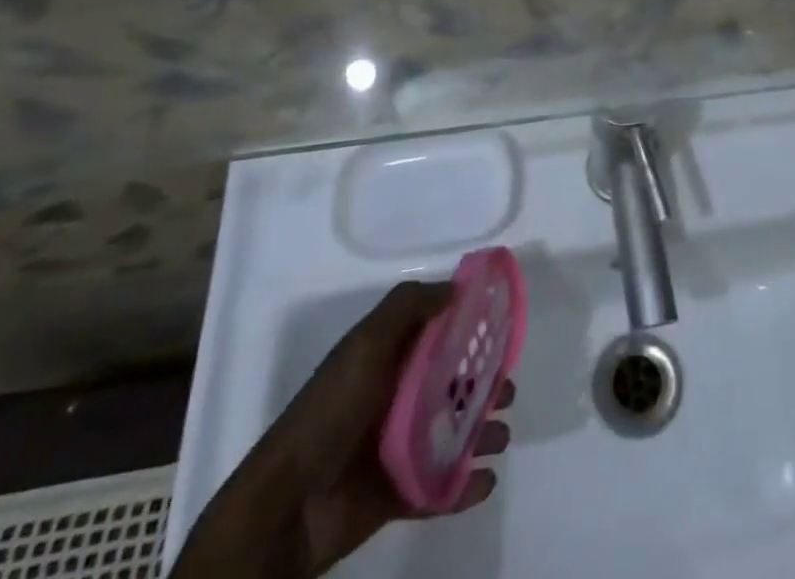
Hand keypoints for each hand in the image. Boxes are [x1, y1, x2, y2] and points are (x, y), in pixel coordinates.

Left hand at [172, 282, 512, 578]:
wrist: (285, 505)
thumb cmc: (330, 412)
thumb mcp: (366, 344)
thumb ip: (408, 307)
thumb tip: (456, 289)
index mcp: (388, 359)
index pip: (437, 335)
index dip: (470, 329)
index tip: (501, 329)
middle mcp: (396, 397)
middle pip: (452, 385)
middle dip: (485, 385)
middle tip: (509, 390)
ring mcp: (397, 447)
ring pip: (452, 433)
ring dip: (481, 433)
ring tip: (502, 435)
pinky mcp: (398, 493)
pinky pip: (440, 487)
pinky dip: (465, 485)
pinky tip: (486, 480)